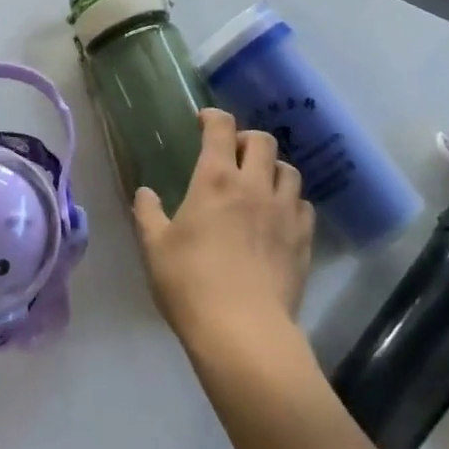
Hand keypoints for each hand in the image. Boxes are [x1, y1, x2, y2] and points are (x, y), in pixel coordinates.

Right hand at [133, 108, 314, 367]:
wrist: (243, 331)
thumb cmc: (190, 284)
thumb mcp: (155, 248)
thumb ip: (148, 214)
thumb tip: (145, 193)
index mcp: (215, 179)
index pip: (221, 128)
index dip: (213, 117)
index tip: (204, 121)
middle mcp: (253, 185)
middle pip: (263, 140)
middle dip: (247, 139)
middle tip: (234, 154)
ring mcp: (284, 211)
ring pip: (289, 170)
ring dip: (273, 169)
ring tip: (260, 184)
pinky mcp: (303, 239)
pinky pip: (303, 205)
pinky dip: (291, 202)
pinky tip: (279, 218)